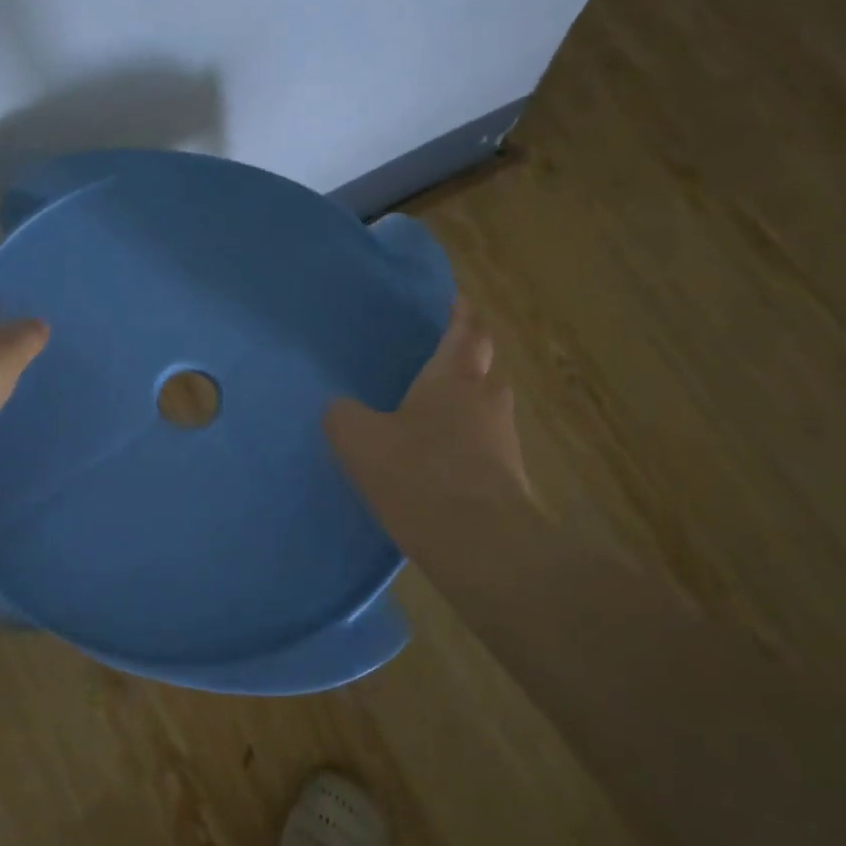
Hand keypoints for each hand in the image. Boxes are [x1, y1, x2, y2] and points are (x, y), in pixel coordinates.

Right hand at [324, 300, 536, 584]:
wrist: (481, 544)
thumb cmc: (419, 475)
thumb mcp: (359, 440)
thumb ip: (342, 416)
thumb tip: (340, 408)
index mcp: (454, 377)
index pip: (466, 330)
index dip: (461, 313)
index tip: (457, 300)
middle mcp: (486, 399)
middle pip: (482, 367)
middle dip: (465, 359)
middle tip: (435, 361)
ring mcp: (502, 440)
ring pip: (484, 408)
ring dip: (463, 404)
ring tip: (428, 413)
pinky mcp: (506, 477)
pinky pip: (482, 445)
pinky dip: (463, 442)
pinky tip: (435, 461)